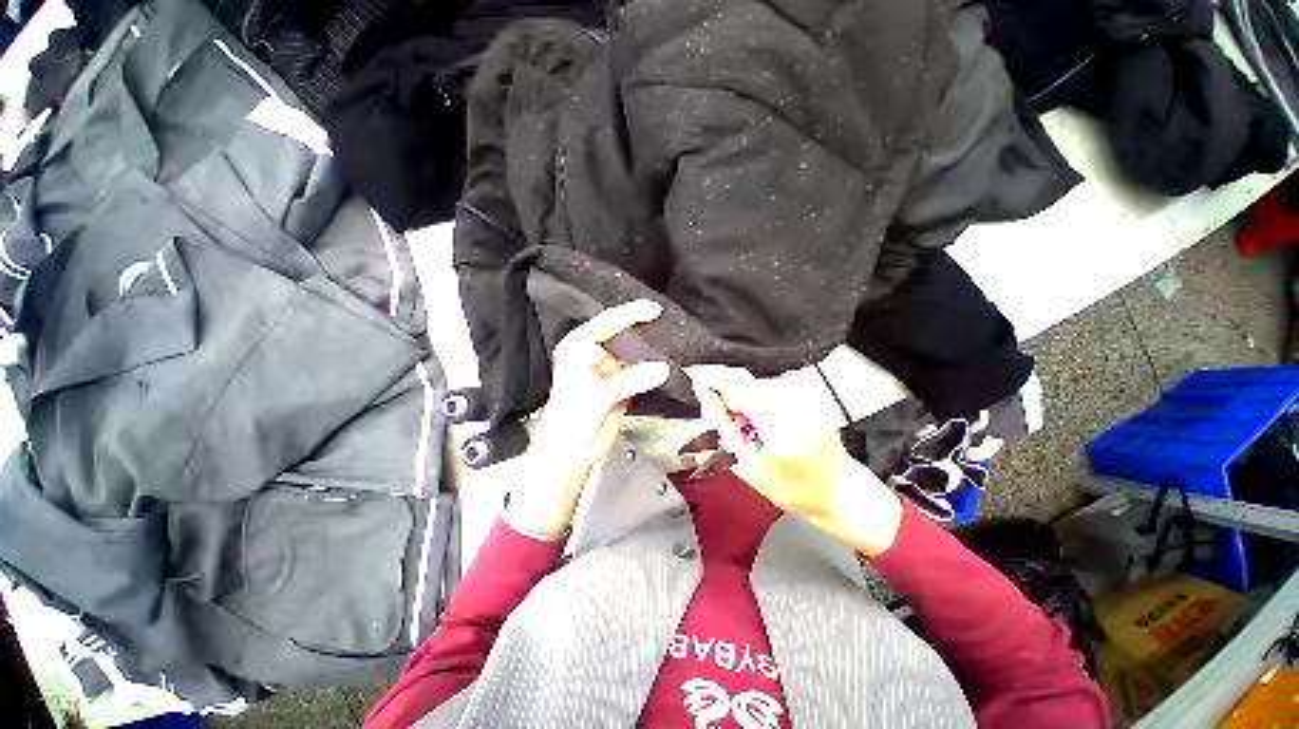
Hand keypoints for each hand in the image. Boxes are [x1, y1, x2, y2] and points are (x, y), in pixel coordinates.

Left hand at [505, 300, 668, 538]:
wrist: (570, 454)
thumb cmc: (568, 424)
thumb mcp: (598, 398)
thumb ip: (630, 381)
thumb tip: (660, 368)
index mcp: (578, 349)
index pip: (606, 324)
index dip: (630, 315)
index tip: (653, 310)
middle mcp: (593, 356)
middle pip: (623, 337)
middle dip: (644, 332)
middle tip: (668, 324)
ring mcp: (608, 372)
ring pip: (634, 355)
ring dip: (651, 353)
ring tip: (672, 344)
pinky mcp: (620, 387)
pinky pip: (640, 373)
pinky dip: (652, 372)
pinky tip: (667, 367)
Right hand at [686, 364, 902, 555]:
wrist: (837, 490)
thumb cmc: (791, 487)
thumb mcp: (745, 464)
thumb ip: (721, 424)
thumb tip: (705, 391)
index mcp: (780, 426)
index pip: (738, 383)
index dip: (712, 375)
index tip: (695, 374)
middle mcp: (798, 403)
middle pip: (746, 380)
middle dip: (728, 393)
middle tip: (727, 418)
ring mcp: (809, 394)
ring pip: (757, 381)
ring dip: (744, 396)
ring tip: (750, 425)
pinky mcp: (812, 391)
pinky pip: (772, 385)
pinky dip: (760, 398)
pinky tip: (766, 419)